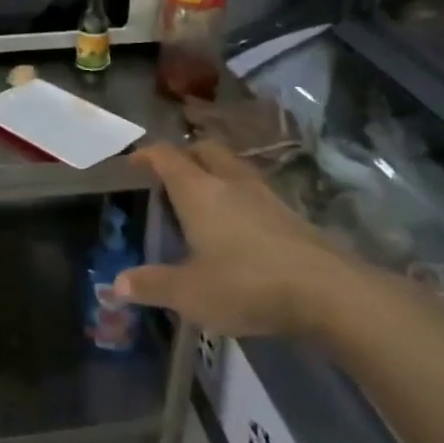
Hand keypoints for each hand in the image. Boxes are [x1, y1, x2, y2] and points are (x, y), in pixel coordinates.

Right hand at [117, 142, 374, 338]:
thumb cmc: (247, 284)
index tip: (133, 162)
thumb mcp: (190, 293)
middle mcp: (230, 182)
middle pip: (204, 149)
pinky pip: (253, 190)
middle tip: (169, 175)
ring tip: (201, 197)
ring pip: (232, 167)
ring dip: (213, 172)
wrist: (328, 291)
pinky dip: (237, 195)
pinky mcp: (290, 213)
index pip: (167, 157)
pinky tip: (237, 224)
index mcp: (198, 192)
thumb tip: (115, 285)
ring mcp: (265, 195)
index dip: (147, 154)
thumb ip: (152, 286)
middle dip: (184, 154)